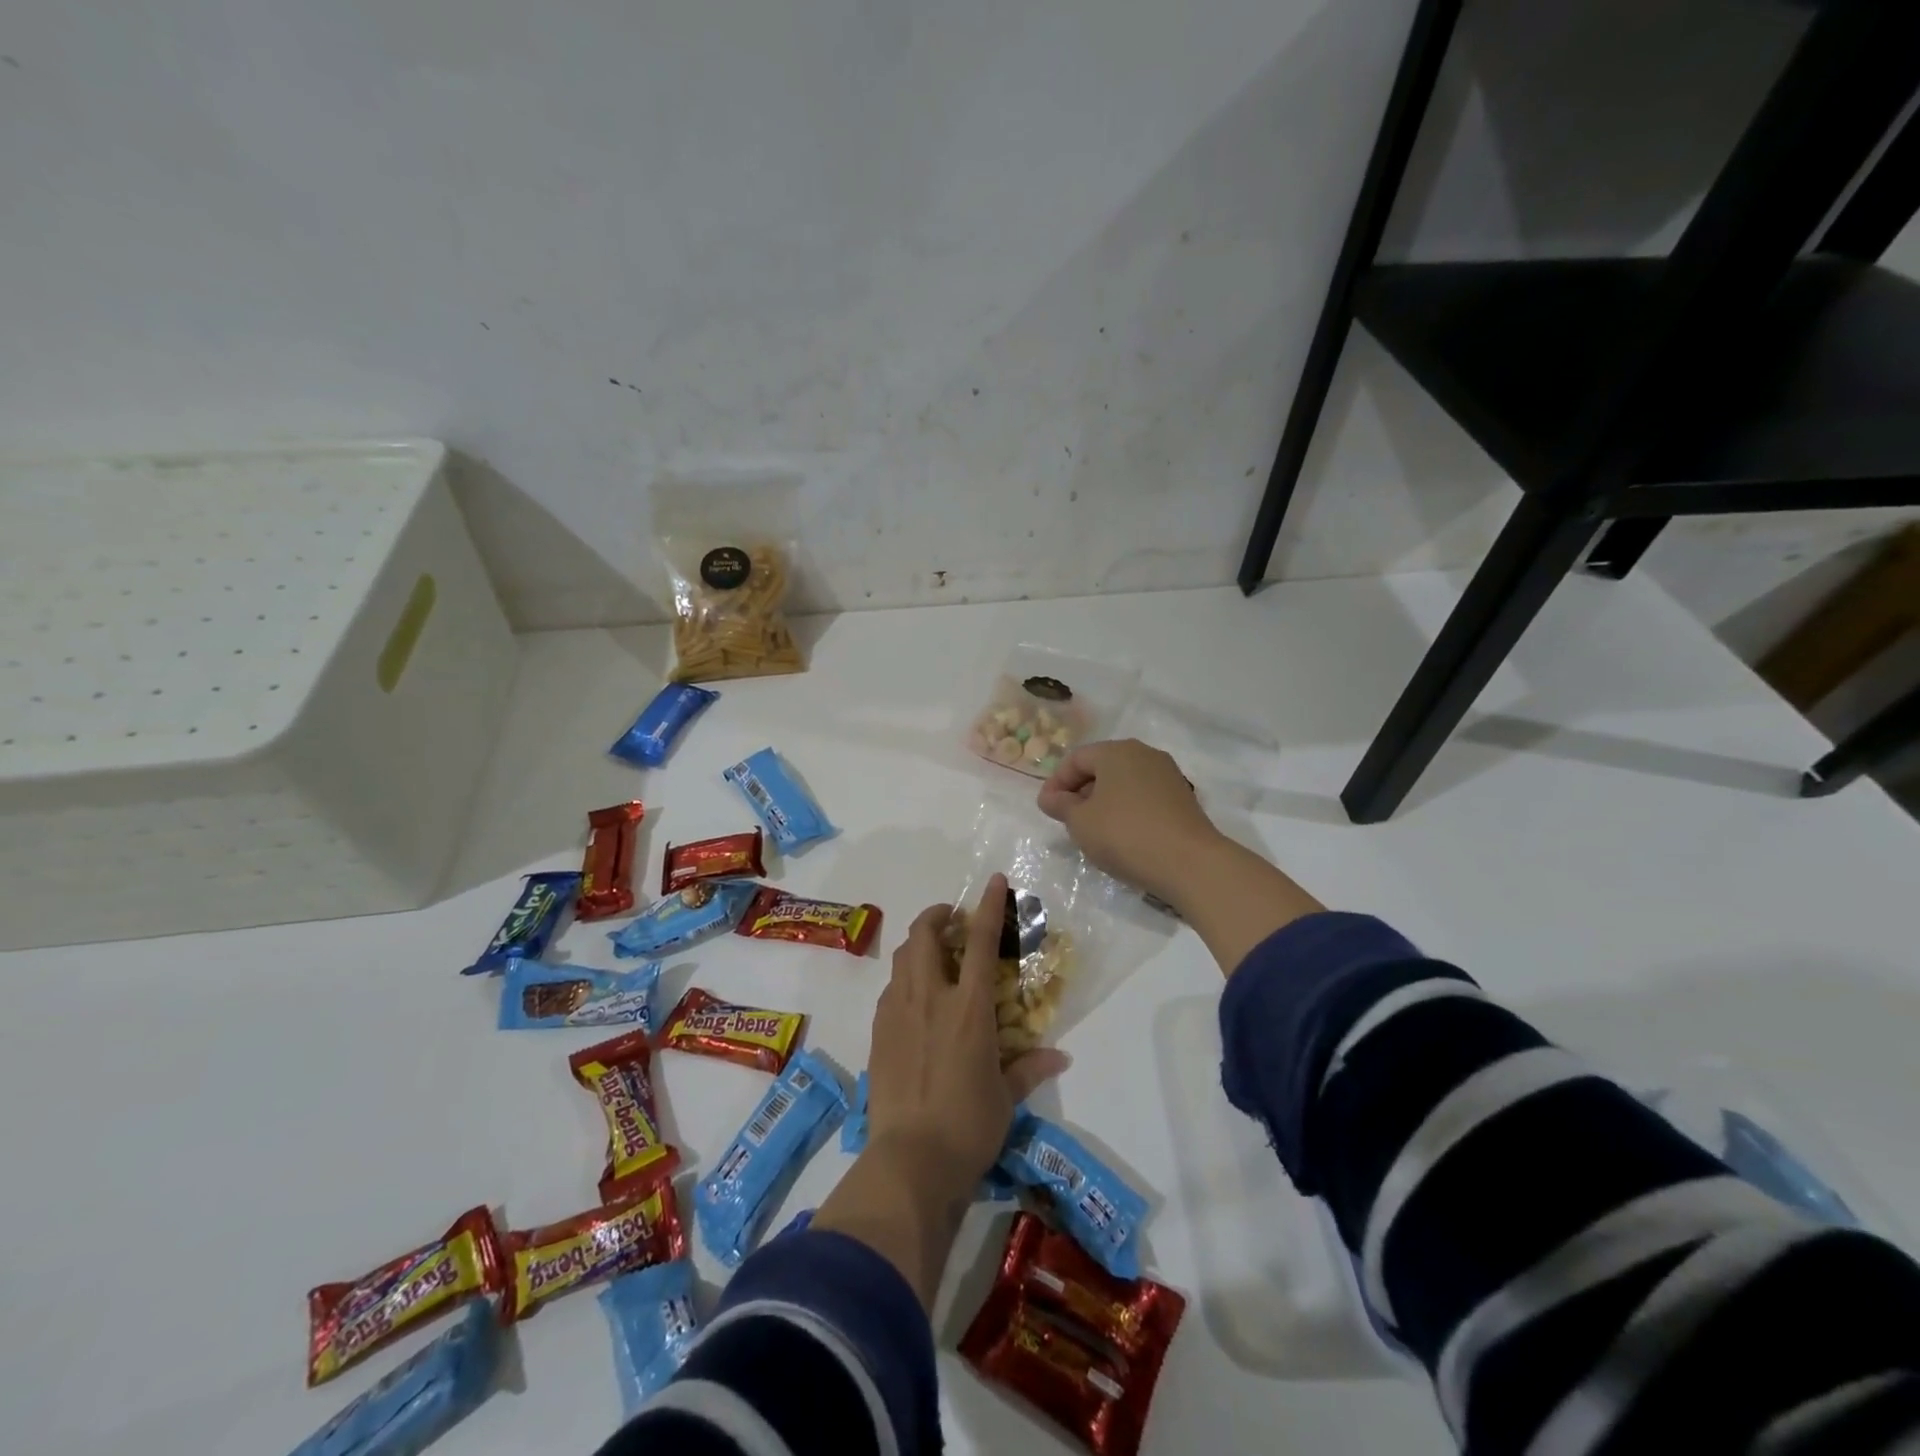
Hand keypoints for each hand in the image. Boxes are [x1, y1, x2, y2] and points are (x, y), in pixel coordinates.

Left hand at [815, 874, 1068, 1308]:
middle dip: (937, 915)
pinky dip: (905, 979)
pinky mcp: (879, 1033)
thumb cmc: (969, 1126)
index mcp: (969, 1007)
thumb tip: (1060, 1057)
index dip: (988, 905)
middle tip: (951, 919)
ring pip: (903, 958)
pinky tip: (915, 999)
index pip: (980, 941)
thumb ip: (1029, 1068)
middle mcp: (930, 998)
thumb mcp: (1006, 1097)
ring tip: (934, 954)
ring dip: (918, 944)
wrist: (911, 1160)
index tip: (994, 880)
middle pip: (925, 935)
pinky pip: (891, 990)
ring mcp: (898, 1013)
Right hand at [1036, 739, 1222, 904]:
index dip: (1056, 783)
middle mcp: (1144, 754)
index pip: (1076, 759)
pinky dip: (1126, 810)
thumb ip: (1061, 805)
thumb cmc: (1125, 834)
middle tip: (1067, 820)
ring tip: (1093, 831)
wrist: (1189, 863)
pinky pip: (1143, 797)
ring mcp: (1168, 775)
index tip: (1046, 809)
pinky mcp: (1182, 798)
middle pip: (1102, 767)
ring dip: (1103, 802)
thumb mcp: (1080, 822)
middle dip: (1080, 791)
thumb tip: (1050, 797)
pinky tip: (1122, 836)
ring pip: (1124, 783)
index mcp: (1116, 751)